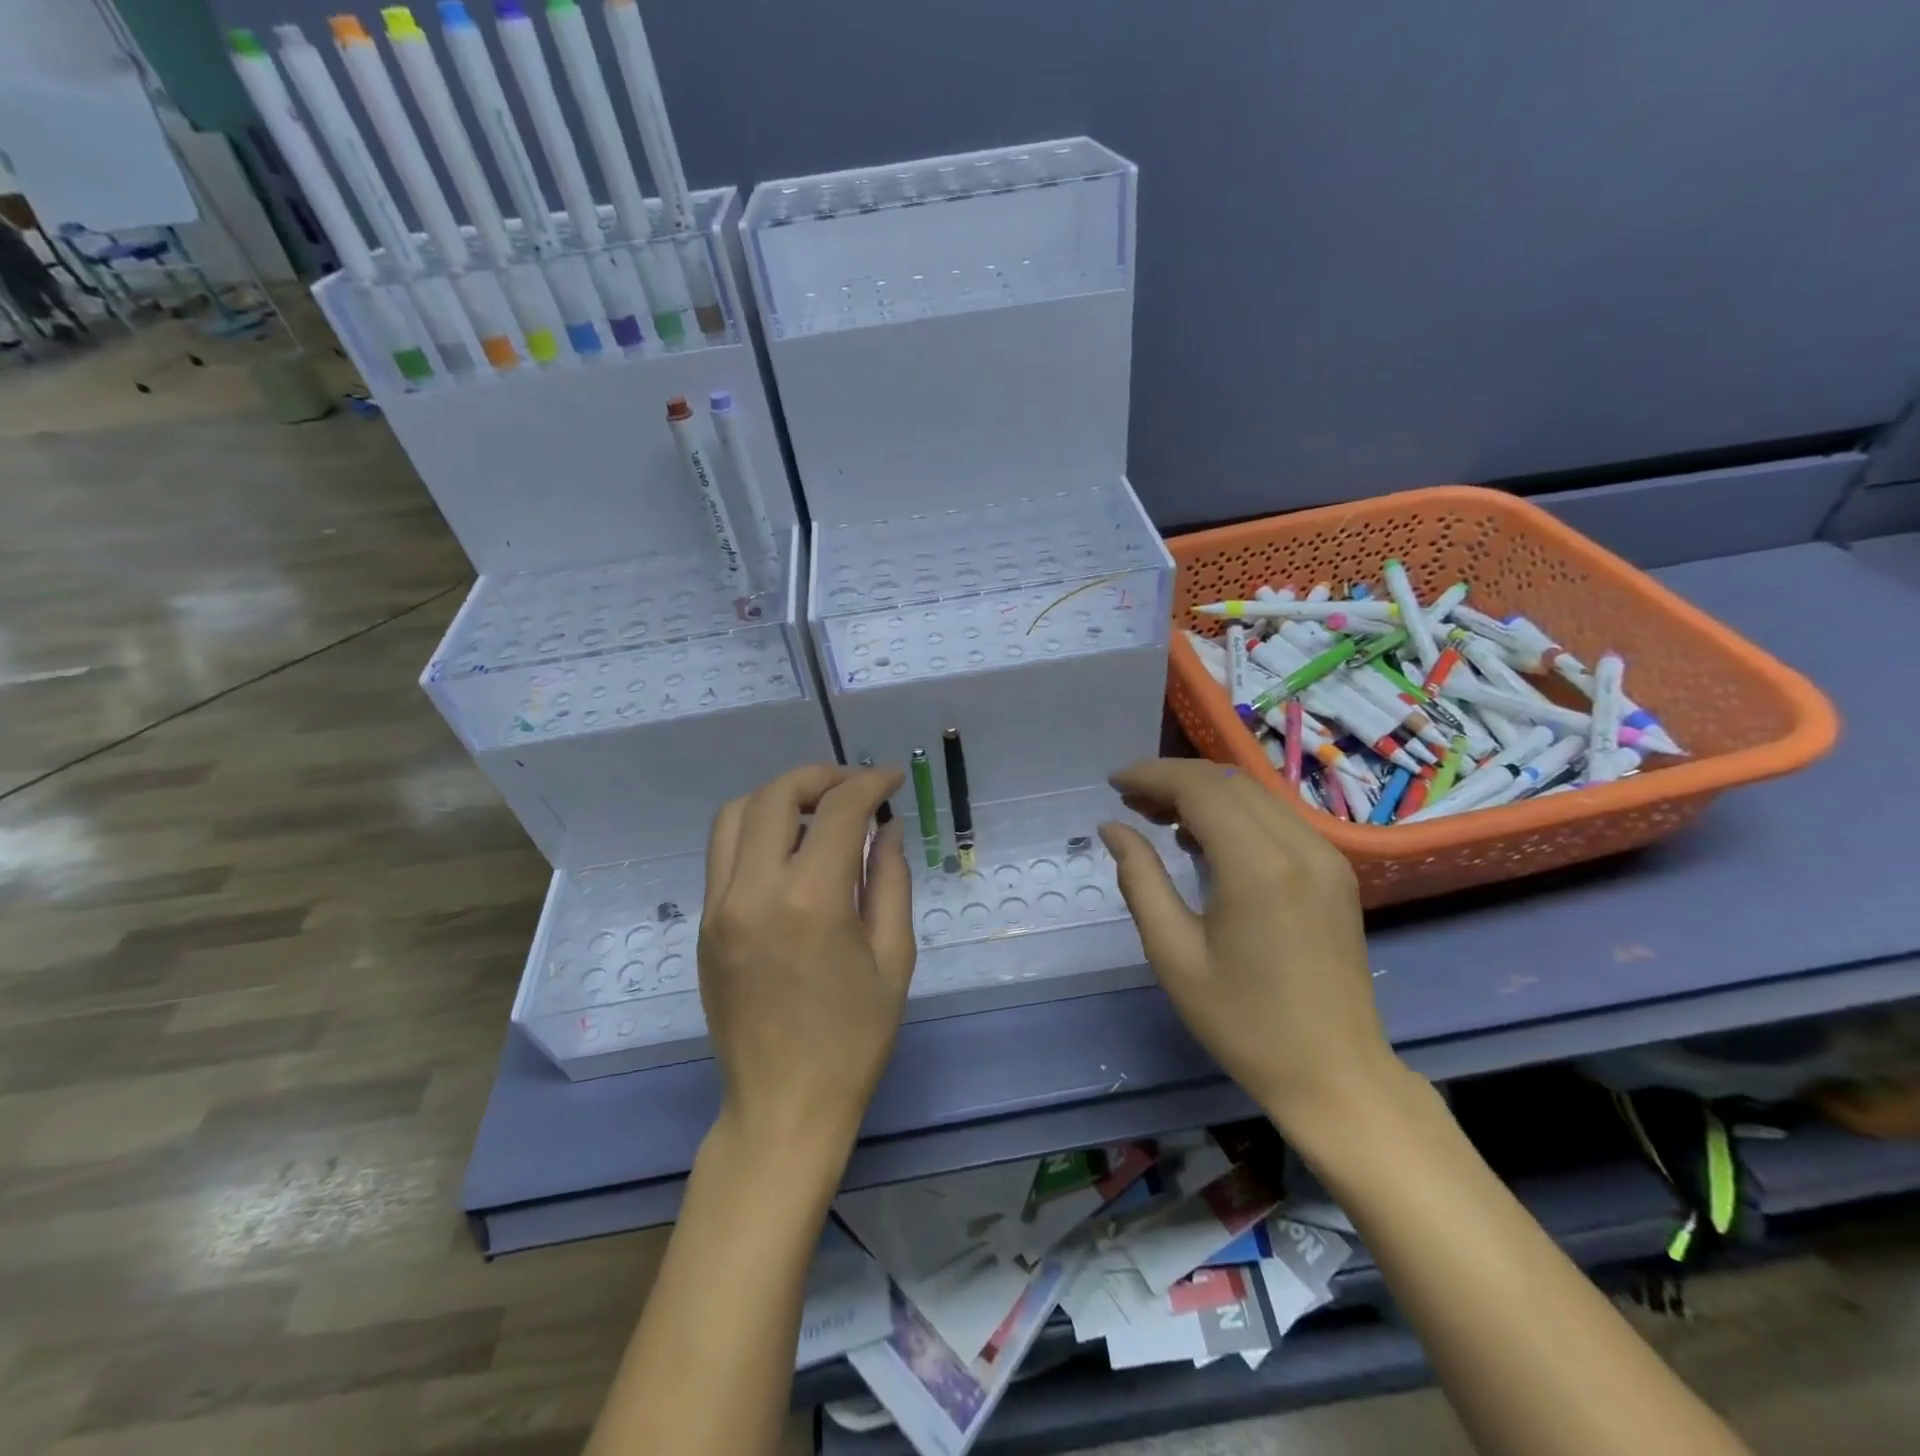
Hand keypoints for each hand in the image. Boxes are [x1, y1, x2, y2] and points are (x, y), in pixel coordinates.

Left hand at [698, 764, 914, 1159]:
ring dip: (780, 797)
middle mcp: (753, 891)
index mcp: (811, 901)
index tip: (894, 780)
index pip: (838, 809)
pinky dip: (756, 829)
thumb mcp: (893, 958)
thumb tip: (887, 828)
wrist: (782, 1107)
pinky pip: (723, 852)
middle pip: (776, 794)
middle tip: (856, 788)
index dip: (871, 783)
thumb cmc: (853, 1040)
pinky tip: (790, 851)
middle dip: (821, 776)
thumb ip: (890, 880)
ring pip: (736, 813)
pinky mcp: (703, 924)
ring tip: (818, 811)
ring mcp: (718, 907)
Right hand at [1098, 759, 1396, 1134]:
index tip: (1113, 783)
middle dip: (1173, 781)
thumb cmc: (1243, 1022)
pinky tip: (1203, 840)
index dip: (1151, 776)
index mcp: (1259, 867)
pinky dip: (1234, 814)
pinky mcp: (1335, 872)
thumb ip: (1140, 879)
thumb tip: (1113, 828)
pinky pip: (1277, 819)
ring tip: (1158, 817)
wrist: (1335, 1075)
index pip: (1200, 788)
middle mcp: (1300, 846)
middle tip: (1130, 802)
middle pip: (1228, 782)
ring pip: (1254, 795)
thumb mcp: (1173, 953)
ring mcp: (1326, 857)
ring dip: (1203, 794)